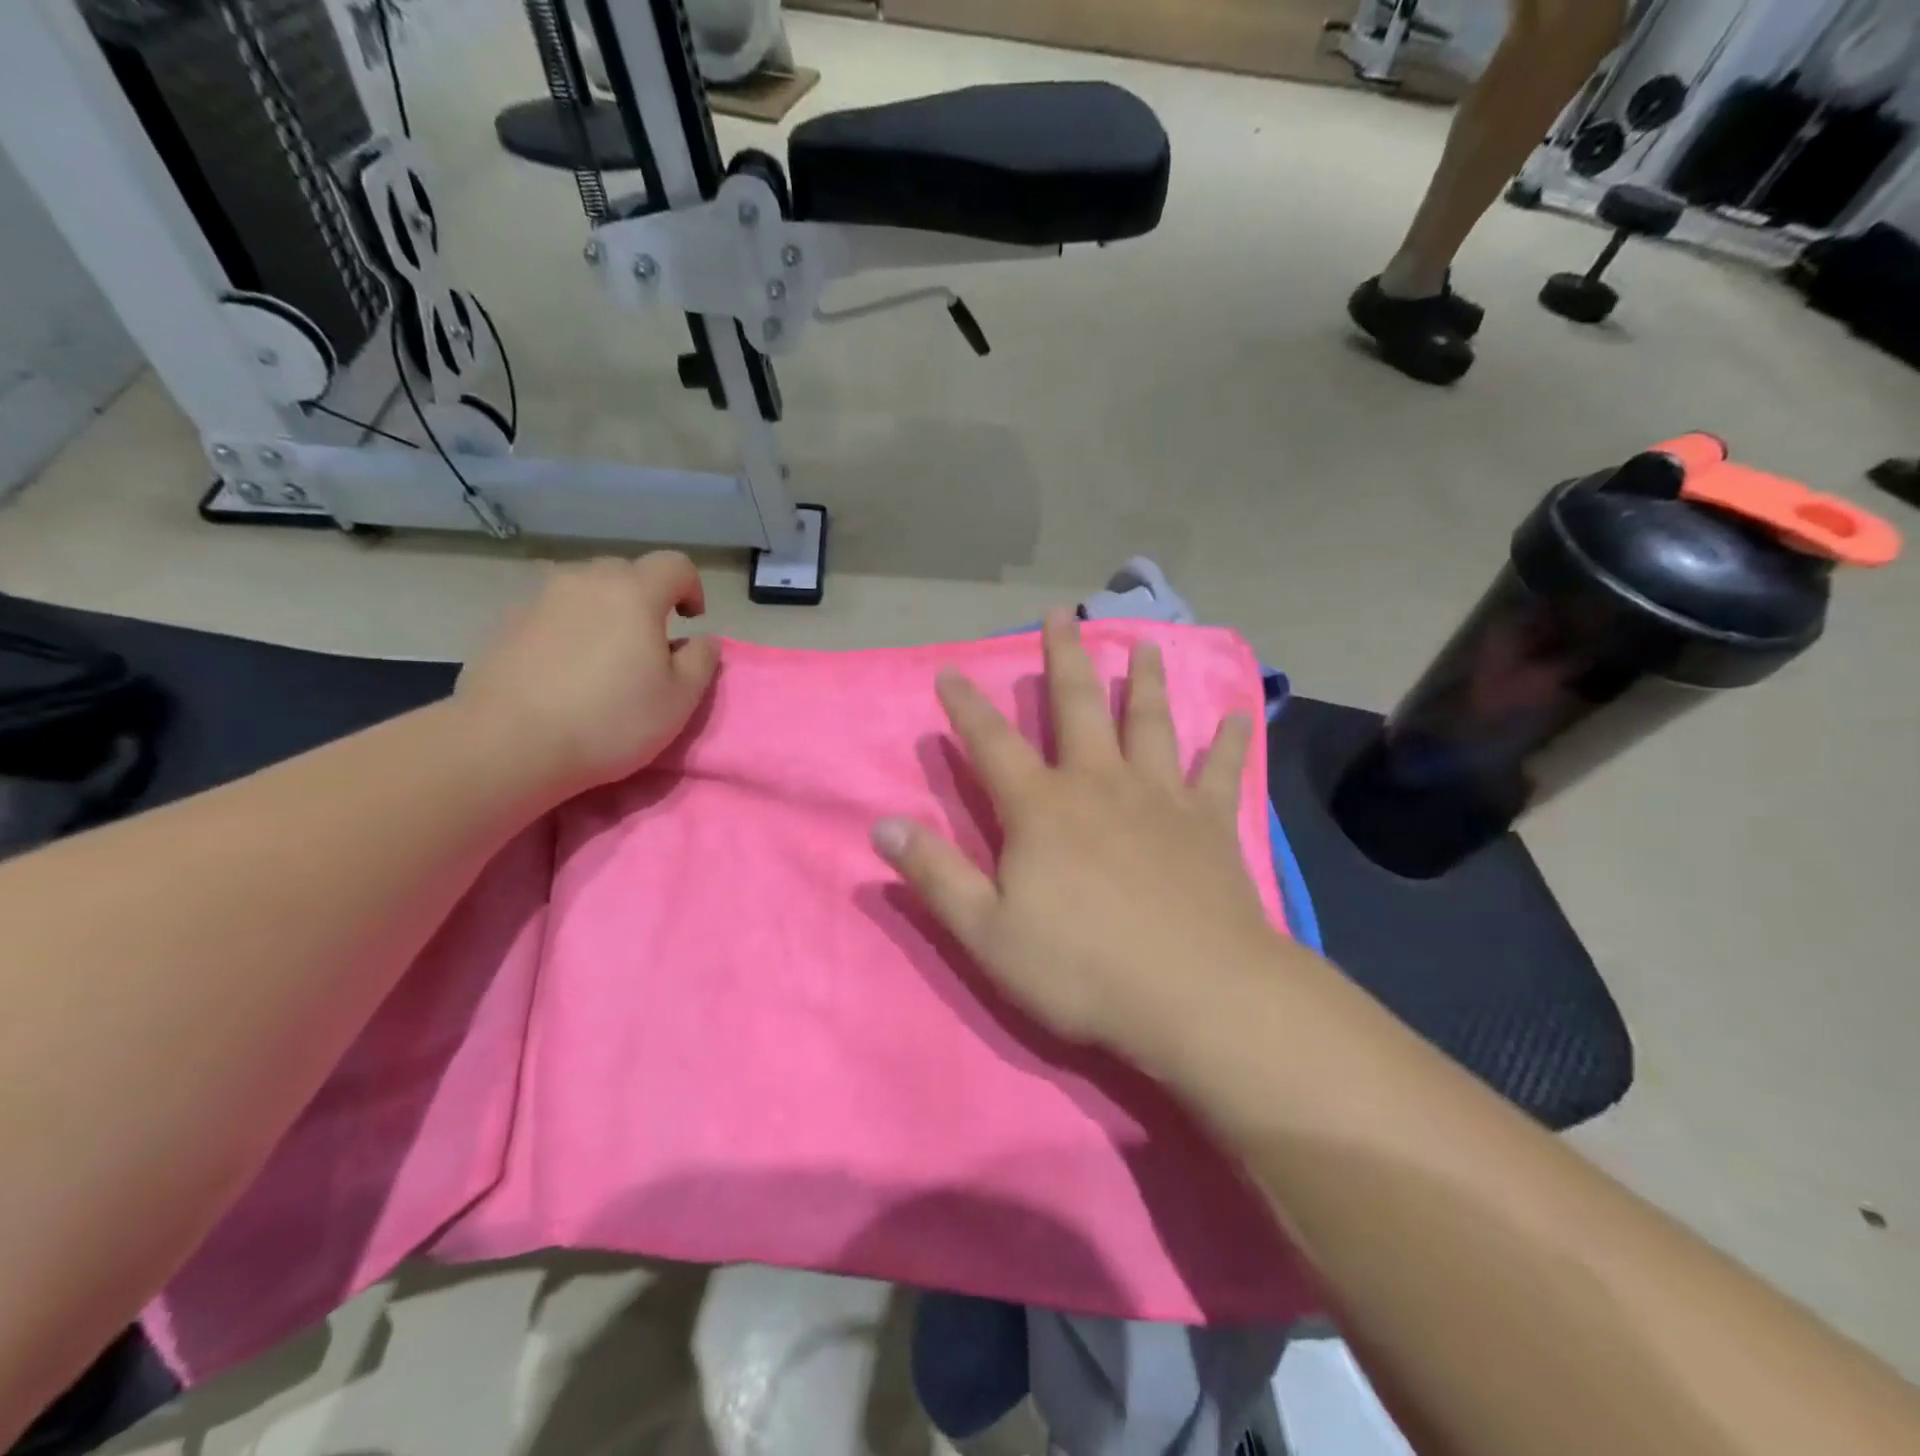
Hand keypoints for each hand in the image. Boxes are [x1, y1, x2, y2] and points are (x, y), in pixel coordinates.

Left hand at [456, 554, 719, 797]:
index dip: (692, 587)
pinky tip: (563, 672)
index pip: (675, 565)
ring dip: (603, 612)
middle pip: (626, 572)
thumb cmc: (609, 720)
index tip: (691, 622)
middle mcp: (584, 581)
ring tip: (603, 657)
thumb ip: (701, 661)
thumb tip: (702, 639)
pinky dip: (566, 630)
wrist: (507, 743)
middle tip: (649, 643)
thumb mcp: (679, 700)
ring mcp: (538, 599)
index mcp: (634, 593)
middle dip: (646, 598)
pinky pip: (550, 614)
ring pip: (583, 590)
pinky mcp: (504, 624)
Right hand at [872, 610, 1280, 1063]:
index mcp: (1041, 808)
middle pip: (1078, 707)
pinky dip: (1231, 742)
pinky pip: (1221, 771)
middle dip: (1064, 658)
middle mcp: (1099, 784)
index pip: (992, 744)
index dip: (966, 707)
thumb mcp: (987, 933)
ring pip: (1149, 722)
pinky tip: (1242, 715)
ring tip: (1143, 643)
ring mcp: (1159, 797)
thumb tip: (881, 827)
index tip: (950, 672)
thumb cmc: (1082, 969)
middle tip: (1061, 614)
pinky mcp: (1209, 822)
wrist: (1195, 995)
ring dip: (1144, 680)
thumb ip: (935, 875)